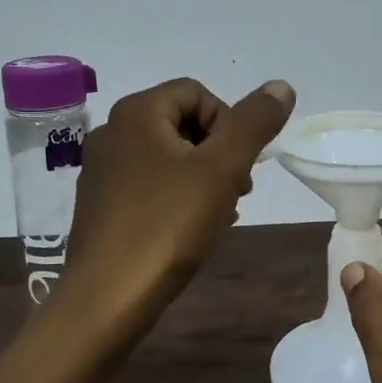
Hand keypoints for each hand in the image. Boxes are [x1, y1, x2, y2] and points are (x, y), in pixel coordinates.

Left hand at [62, 76, 294, 336]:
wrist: (108, 296)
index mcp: (137, 113)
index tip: (241, 165)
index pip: (197, 92)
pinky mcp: (100, 205)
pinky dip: (178, 197)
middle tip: (238, 191)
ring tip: (221, 214)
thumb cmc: (168, 224)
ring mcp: (101, 171)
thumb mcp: (222, 169)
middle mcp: (112, 132)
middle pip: (182, 123)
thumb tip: (281, 86)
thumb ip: (254, 123)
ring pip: (168, 157)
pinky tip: (194, 229)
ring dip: (203, 178)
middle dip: (218, 153)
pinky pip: (149, 185)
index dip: (229, 123)